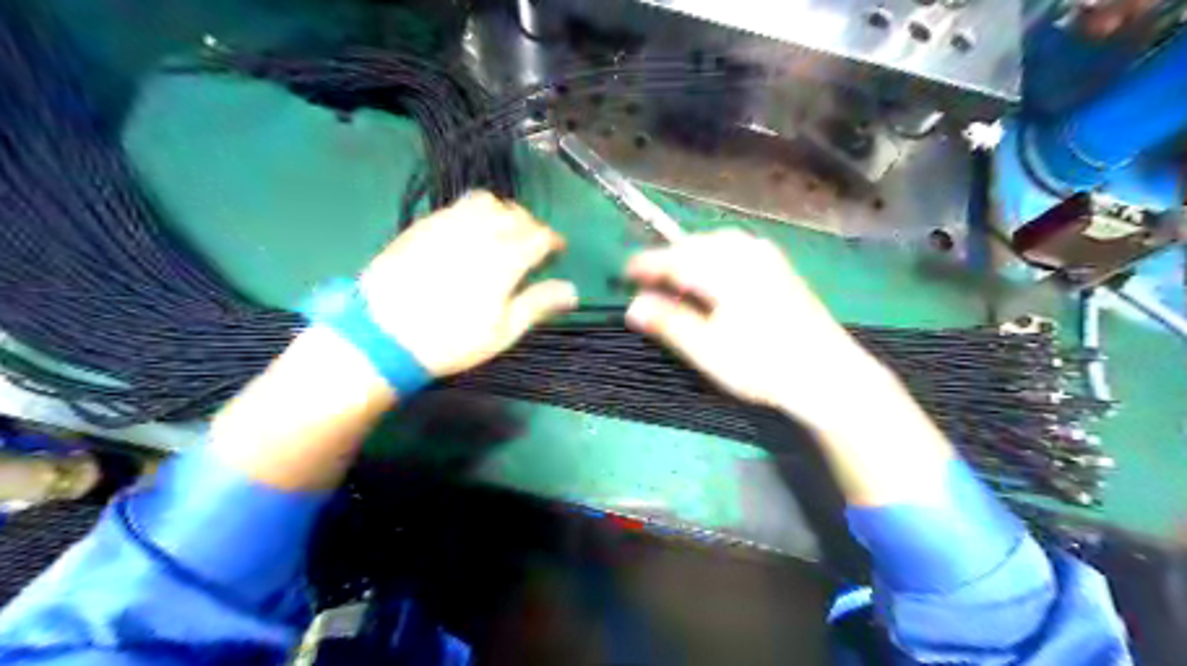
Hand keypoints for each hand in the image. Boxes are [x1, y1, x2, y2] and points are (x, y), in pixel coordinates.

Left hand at [363, 191, 582, 379]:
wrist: (382, 336)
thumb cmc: (450, 340)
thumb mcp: (502, 332)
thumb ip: (538, 305)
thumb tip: (573, 291)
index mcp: (504, 259)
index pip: (539, 236)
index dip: (553, 241)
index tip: (557, 252)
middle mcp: (479, 232)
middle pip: (515, 214)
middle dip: (530, 226)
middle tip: (531, 245)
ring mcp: (448, 224)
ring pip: (486, 201)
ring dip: (502, 212)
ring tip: (500, 233)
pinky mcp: (423, 225)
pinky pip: (456, 206)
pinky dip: (473, 212)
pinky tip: (468, 233)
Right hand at [624, 228, 951, 504]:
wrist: (828, 374)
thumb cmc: (762, 364)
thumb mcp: (708, 349)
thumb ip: (669, 323)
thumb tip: (632, 306)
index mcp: (724, 269)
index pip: (673, 259)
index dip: (645, 265)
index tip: (623, 273)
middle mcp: (745, 252)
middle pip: (695, 245)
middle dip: (668, 258)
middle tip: (647, 278)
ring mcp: (767, 257)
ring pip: (717, 243)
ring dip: (692, 254)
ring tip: (676, 275)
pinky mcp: (780, 267)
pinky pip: (737, 248)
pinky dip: (715, 256)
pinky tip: (715, 273)